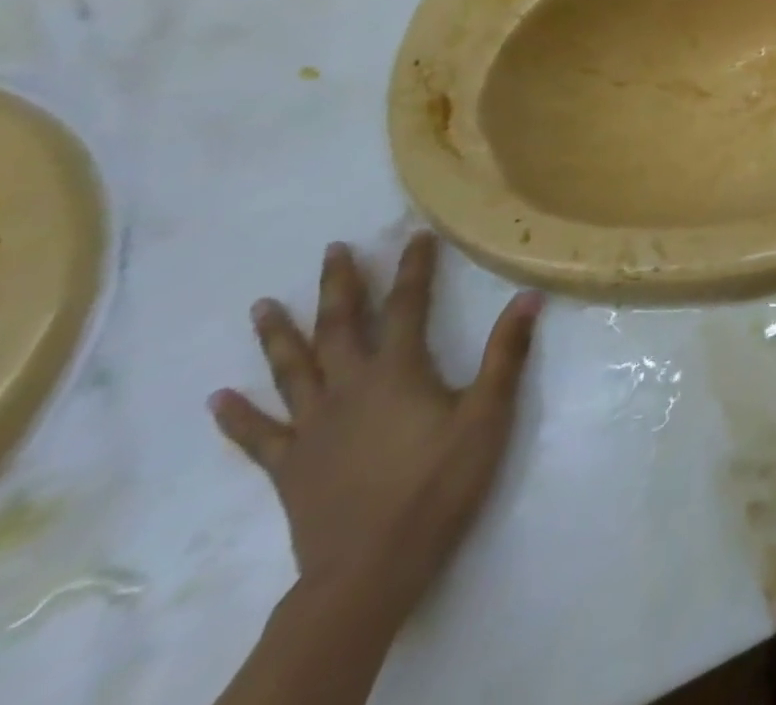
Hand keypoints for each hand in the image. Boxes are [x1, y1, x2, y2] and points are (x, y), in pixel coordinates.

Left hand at [210, 233, 541, 626]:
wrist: (371, 568)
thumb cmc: (439, 483)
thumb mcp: (488, 414)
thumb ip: (506, 353)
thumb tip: (528, 296)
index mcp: (397, 371)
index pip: (407, 305)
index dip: (413, 268)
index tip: (416, 236)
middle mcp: (348, 388)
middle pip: (339, 327)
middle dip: (338, 286)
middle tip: (333, 250)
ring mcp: (313, 428)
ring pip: (292, 370)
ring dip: (279, 335)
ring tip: (263, 304)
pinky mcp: (290, 466)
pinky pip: (259, 435)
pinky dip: (238, 415)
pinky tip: (220, 399)